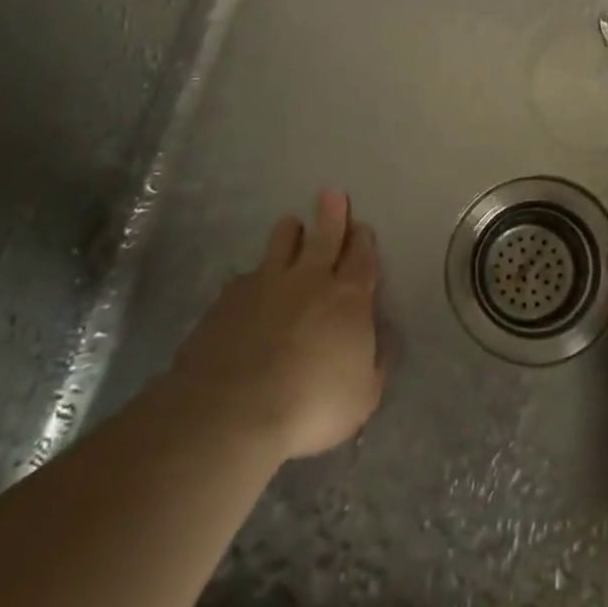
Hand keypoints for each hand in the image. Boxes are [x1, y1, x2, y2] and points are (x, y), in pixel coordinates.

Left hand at [169, 190, 385, 460]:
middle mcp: (309, 282)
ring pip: (281, 246)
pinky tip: (248, 282)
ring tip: (291, 224)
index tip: (362, 227)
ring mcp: (264, 287)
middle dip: (332, 215)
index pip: (362, 259)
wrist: (231, 412)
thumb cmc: (310, 406)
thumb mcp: (363, 396)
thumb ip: (375, 362)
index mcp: (349, 299)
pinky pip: (245, 278)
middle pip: (324, 238)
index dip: (363, 241)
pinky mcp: (226, 302)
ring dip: (289, 233)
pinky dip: (253, 276)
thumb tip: (382, 339)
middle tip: (331, 194)